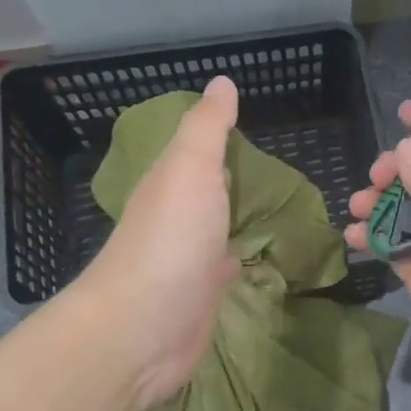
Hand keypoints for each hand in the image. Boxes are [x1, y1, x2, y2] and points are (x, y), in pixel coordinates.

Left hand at [73, 76, 241, 408]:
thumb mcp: (190, 169)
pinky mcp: (199, 297)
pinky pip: (221, 269)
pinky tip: (249, 257)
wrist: (142, 329)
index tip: (246, 126)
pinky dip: (234, 258)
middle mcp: (174, 219)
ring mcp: (185, 260)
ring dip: (231, 217)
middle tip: (269, 166)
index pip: (195, 153)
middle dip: (227, 178)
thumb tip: (222, 81)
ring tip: (268, 206)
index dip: (216, 139)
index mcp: (169, 184)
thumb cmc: (170, 241)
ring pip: (212, 228)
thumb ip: (207, 127)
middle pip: (203, 191)